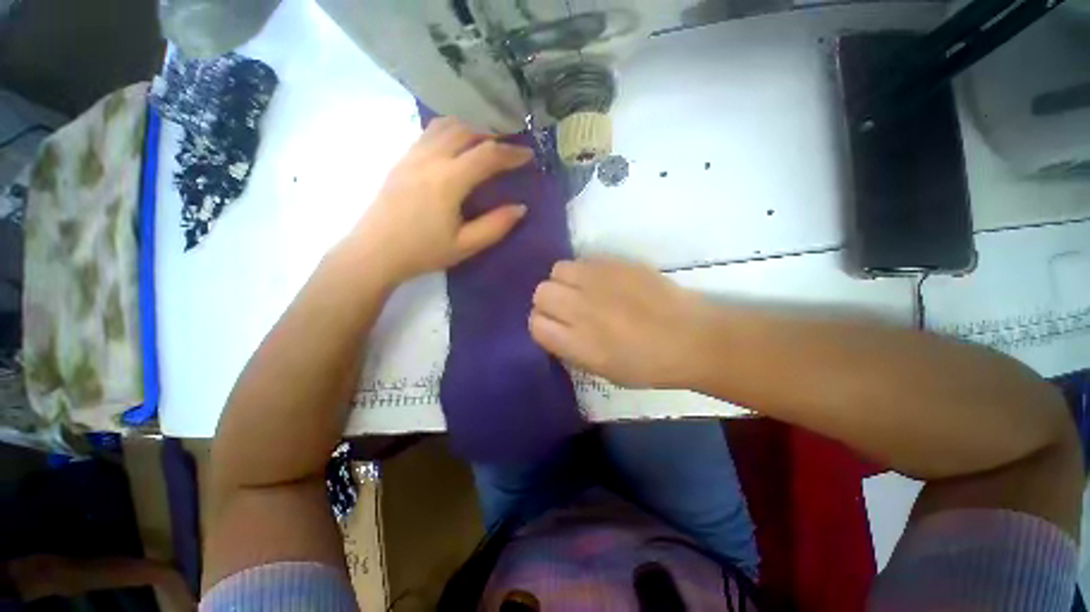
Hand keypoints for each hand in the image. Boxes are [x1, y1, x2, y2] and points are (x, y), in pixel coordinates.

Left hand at [349, 117, 534, 282]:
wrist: (374, 252)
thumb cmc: (422, 252)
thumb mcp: (465, 245)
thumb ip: (496, 226)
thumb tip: (520, 208)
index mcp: (448, 180)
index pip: (487, 155)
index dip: (511, 153)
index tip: (528, 155)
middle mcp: (430, 158)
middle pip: (467, 131)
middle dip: (493, 136)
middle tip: (509, 148)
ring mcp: (412, 155)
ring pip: (446, 126)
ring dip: (471, 129)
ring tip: (486, 143)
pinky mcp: (401, 159)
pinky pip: (430, 132)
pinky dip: (450, 131)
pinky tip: (456, 146)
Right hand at [529, 258, 709, 387]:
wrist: (690, 338)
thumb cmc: (647, 365)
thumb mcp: (601, 371)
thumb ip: (570, 349)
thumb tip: (555, 329)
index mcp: (577, 343)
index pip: (535, 324)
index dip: (542, 325)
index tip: (554, 326)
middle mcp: (581, 309)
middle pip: (541, 292)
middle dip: (549, 301)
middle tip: (568, 306)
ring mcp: (598, 282)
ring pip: (558, 270)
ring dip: (564, 281)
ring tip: (583, 290)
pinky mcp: (615, 263)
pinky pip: (583, 260)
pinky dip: (585, 271)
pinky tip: (603, 281)